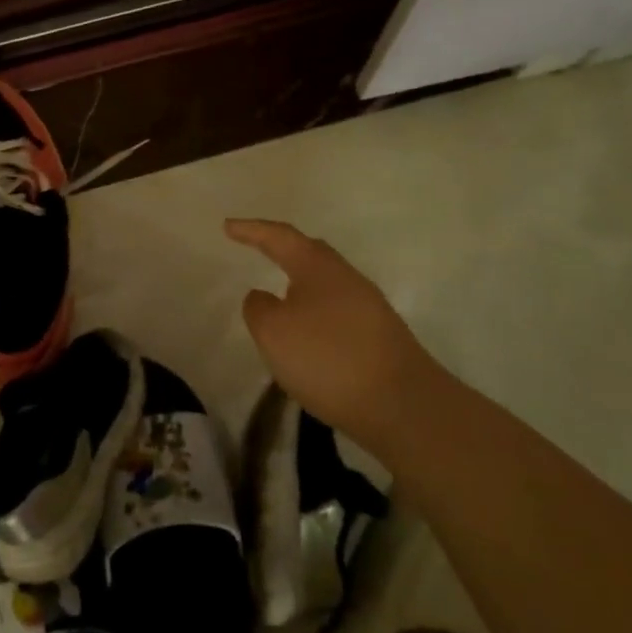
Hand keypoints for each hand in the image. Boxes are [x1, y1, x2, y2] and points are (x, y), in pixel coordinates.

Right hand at [225, 218, 440, 450]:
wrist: (404, 406)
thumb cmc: (328, 358)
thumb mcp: (273, 332)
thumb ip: (258, 308)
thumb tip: (263, 296)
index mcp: (318, 266)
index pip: (279, 237)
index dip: (252, 230)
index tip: (227, 226)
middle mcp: (346, 277)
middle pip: (309, 253)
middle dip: (282, 249)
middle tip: (258, 246)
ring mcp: (369, 307)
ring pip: (326, 284)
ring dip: (300, 284)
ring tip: (280, 294)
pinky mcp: (380, 337)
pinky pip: (337, 311)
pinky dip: (315, 313)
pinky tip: (309, 333)